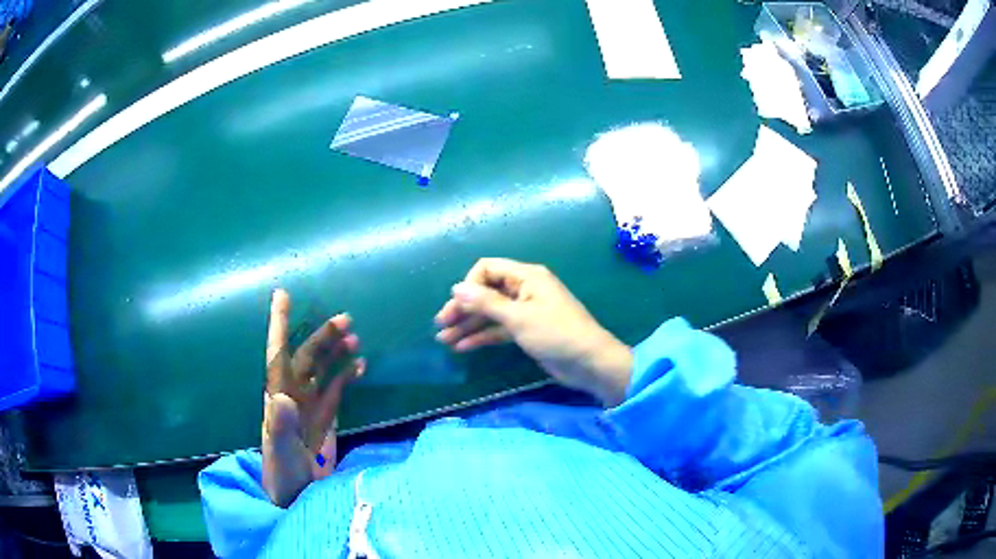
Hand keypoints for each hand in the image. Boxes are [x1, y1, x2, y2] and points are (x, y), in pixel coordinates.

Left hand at [263, 289, 364, 506]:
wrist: (297, 499)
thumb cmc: (282, 476)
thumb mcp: (280, 453)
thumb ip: (280, 427)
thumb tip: (281, 395)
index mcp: (278, 398)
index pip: (277, 353)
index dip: (279, 325)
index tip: (282, 295)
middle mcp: (292, 396)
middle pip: (306, 358)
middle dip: (322, 337)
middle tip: (346, 320)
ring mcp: (310, 407)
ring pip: (322, 370)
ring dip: (335, 352)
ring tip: (354, 337)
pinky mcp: (325, 420)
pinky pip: (336, 390)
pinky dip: (347, 376)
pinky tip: (360, 365)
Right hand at [435, 258, 632, 406]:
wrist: (589, 363)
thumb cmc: (555, 334)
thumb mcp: (518, 317)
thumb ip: (485, 303)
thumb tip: (456, 288)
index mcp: (526, 276)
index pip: (487, 268)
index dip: (469, 284)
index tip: (456, 305)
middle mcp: (524, 289)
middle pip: (486, 291)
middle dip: (463, 307)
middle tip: (441, 324)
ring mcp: (525, 311)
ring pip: (490, 313)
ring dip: (468, 324)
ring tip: (444, 339)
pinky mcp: (527, 331)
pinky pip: (499, 328)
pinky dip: (482, 336)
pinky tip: (462, 346)